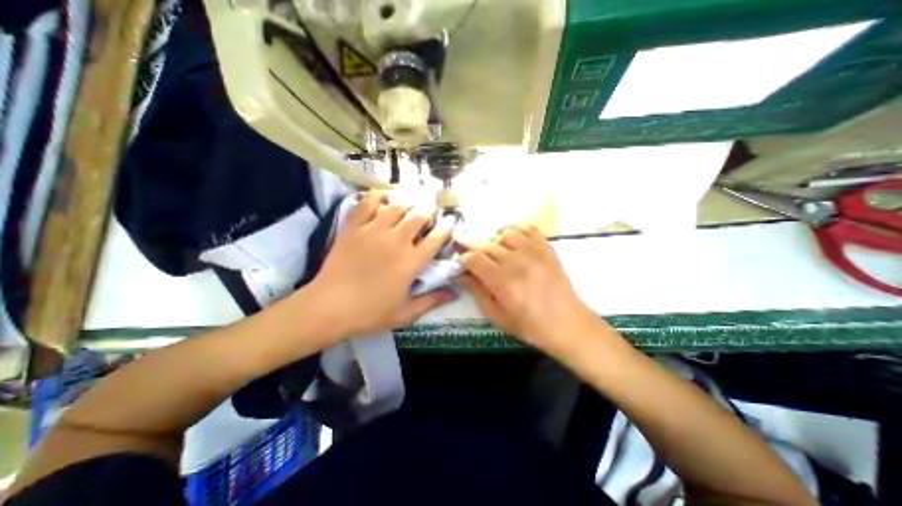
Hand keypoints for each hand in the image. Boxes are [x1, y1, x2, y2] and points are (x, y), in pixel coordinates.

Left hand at [307, 190, 458, 339]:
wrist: (328, 307)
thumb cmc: (370, 313)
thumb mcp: (405, 313)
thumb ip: (432, 301)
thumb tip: (455, 293)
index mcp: (411, 262)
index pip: (436, 239)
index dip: (447, 227)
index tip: (451, 221)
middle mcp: (397, 241)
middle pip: (419, 216)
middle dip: (430, 209)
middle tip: (432, 207)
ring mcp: (374, 231)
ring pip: (397, 205)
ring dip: (409, 200)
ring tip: (413, 200)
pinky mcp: (354, 227)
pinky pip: (368, 202)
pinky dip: (378, 195)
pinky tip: (384, 195)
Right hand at [460, 224, 603, 354]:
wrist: (567, 324)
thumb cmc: (529, 326)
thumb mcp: (497, 315)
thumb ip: (477, 292)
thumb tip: (460, 274)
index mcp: (502, 281)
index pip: (474, 259)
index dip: (463, 258)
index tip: (461, 261)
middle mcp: (517, 262)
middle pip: (487, 245)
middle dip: (473, 246)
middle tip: (469, 251)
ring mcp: (534, 252)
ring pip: (506, 233)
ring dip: (496, 239)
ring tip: (495, 250)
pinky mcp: (547, 249)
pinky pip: (529, 229)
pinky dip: (517, 230)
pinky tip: (513, 240)